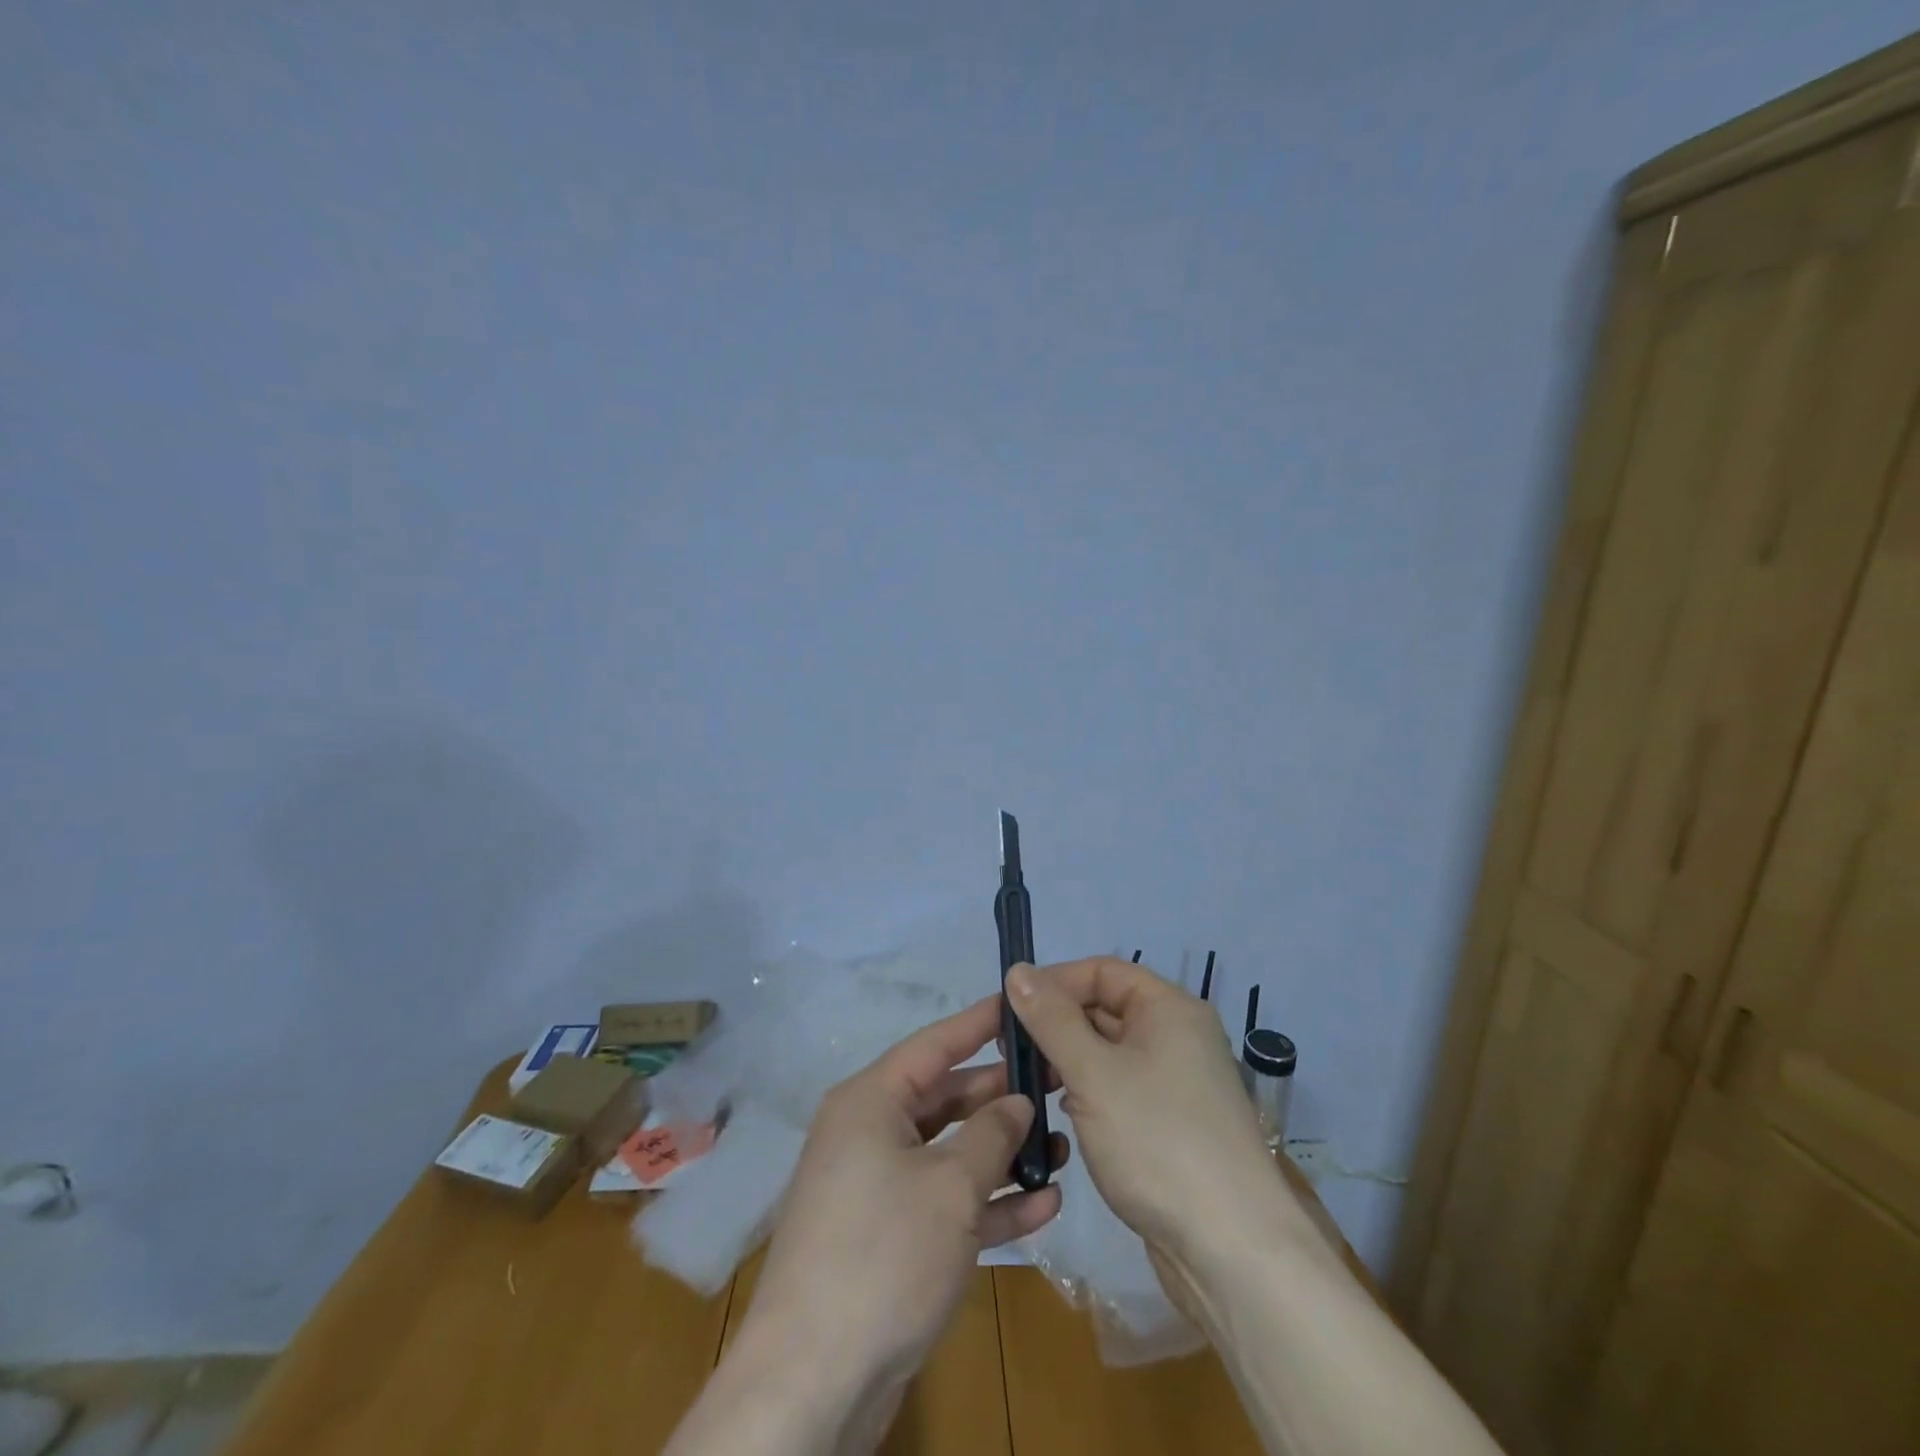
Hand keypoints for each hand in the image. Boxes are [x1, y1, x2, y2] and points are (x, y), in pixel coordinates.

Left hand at [733, 994, 1065, 1411]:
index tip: (1020, 1003)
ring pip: (950, 1154)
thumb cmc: (884, 1256)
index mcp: (871, 1102)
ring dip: (1003, 1156)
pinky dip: (986, 1203)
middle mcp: (870, 1134)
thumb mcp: (950, 1187)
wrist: (811, 1383)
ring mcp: (877, 1189)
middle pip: (946, 1099)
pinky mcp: (888, 1239)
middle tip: (1059, 1087)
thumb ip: (991, 1135)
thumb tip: (1016, 1101)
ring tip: (1063, 1149)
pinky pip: (943, 1203)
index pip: (935, 1044)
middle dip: (1002, 1099)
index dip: (979, 1023)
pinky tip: (1042, 1206)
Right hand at [1005, 958, 1302, 1301]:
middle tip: (1009, 1052)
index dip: (1054, 982)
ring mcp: (1178, 1082)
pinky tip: (1064, 1115)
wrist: (1233, 1251)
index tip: (1010, 1007)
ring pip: (1110, 1052)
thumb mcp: (1094, 1074)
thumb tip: (1018, 970)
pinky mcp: (1172, 1124)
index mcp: (1169, 1008)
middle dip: (1056, 1024)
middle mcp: (1178, 1036)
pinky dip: (1089, 1092)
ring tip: (1029, 1084)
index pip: (1102, 970)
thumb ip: (1052, 1019)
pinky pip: (1121, 1088)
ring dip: (1068, 1060)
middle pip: (1105, 1009)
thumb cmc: (1159, 1143)